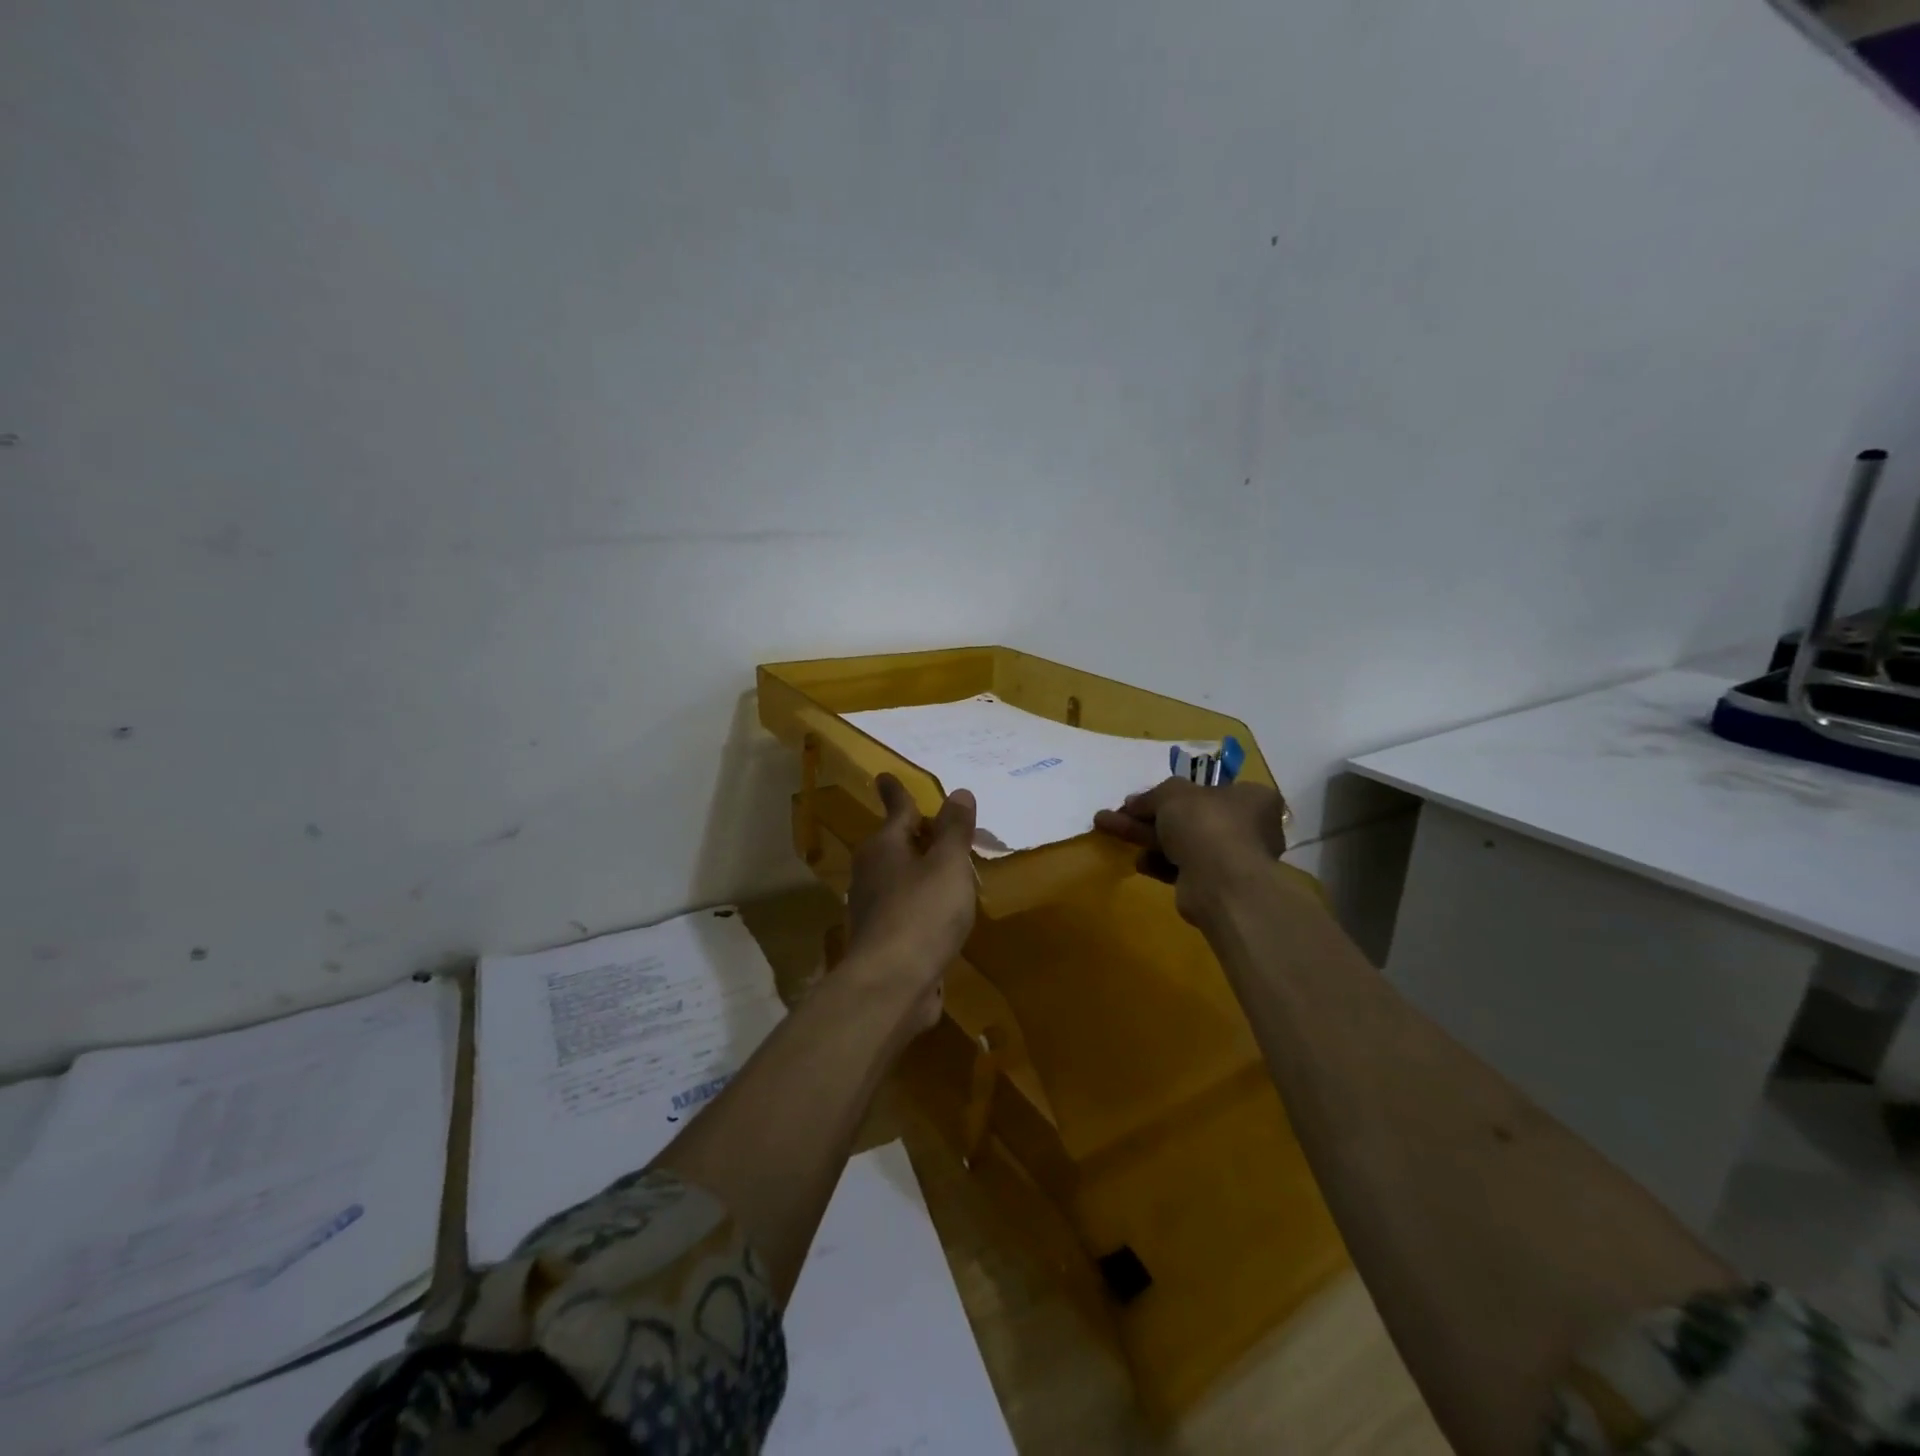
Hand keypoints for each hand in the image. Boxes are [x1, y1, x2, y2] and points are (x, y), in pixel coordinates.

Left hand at [843, 774, 978, 1032]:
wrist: (892, 984)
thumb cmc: (922, 912)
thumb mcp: (948, 864)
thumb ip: (955, 829)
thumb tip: (958, 792)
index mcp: (884, 846)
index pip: (896, 809)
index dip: (897, 792)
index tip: (884, 776)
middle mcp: (871, 871)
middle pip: (896, 843)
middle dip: (917, 834)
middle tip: (941, 825)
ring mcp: (874, 908)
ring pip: (901, 877)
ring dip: (922, 870)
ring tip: (950, 868)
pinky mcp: (882, 940)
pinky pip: (907, 908)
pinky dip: (923, 902)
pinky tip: (943, 912)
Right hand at [1094, 778, 1291, 921]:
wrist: (1220, 882)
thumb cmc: (1206, 824)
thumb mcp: (1173, 794)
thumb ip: (1152, 796)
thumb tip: (1133, 803)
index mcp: (1251, 799)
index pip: (1210, 789)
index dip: (1174, 792)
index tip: (1145, 797)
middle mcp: (1247, 828)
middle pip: (1188, 817)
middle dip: (1147, 815)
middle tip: (1117, 812)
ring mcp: (1231, 859)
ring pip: (1180, 842)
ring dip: (1143, 836)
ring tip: (1106, 828)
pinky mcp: (1214, 885)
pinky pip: (1181, 868)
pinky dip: (1158, 863)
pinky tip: (1138, 861)